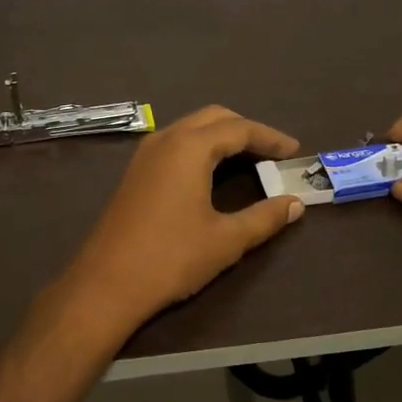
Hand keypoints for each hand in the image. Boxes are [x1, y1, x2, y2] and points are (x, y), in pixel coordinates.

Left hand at [57, 106, 304, 331]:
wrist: (107, 284)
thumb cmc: (171, 258)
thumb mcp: (226, 240)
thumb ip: (265, 218)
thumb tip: (295, 204)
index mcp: (190, 147)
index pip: (239, 129)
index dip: (270, 137)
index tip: (295, 151)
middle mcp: (166, 139)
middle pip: (214, 118)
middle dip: (246, 130)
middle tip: (273, 152)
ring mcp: (145, 154)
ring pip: (191, 128)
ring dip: (222, 136)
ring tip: (249, 160)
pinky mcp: (135, 172)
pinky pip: (175, 144)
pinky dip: (201, 148)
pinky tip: (212, 172)